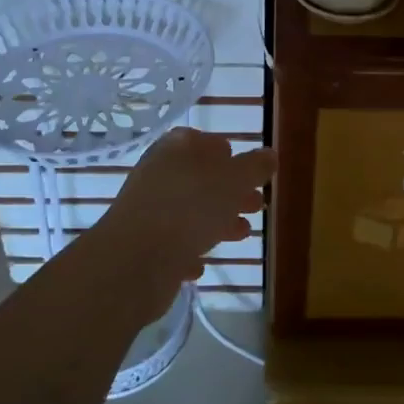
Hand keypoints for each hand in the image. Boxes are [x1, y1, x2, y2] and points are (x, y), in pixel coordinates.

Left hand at [96, 129, 274, 307]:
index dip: (228, 153)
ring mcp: (148, 210)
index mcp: (177, 149)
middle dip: (230, 191)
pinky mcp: (142, 245)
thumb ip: (255, 166)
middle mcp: (158, 174)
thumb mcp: (234, 180)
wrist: (134, 262)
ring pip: (188, 211)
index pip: (203, 141)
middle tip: (256, 204)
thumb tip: (269, 154)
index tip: (250, 171)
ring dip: (216, 221)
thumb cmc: (190, 209)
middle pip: (200, 178)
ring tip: (242, 234)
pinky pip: (172, 244)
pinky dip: (190, 250)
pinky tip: (203, 263)